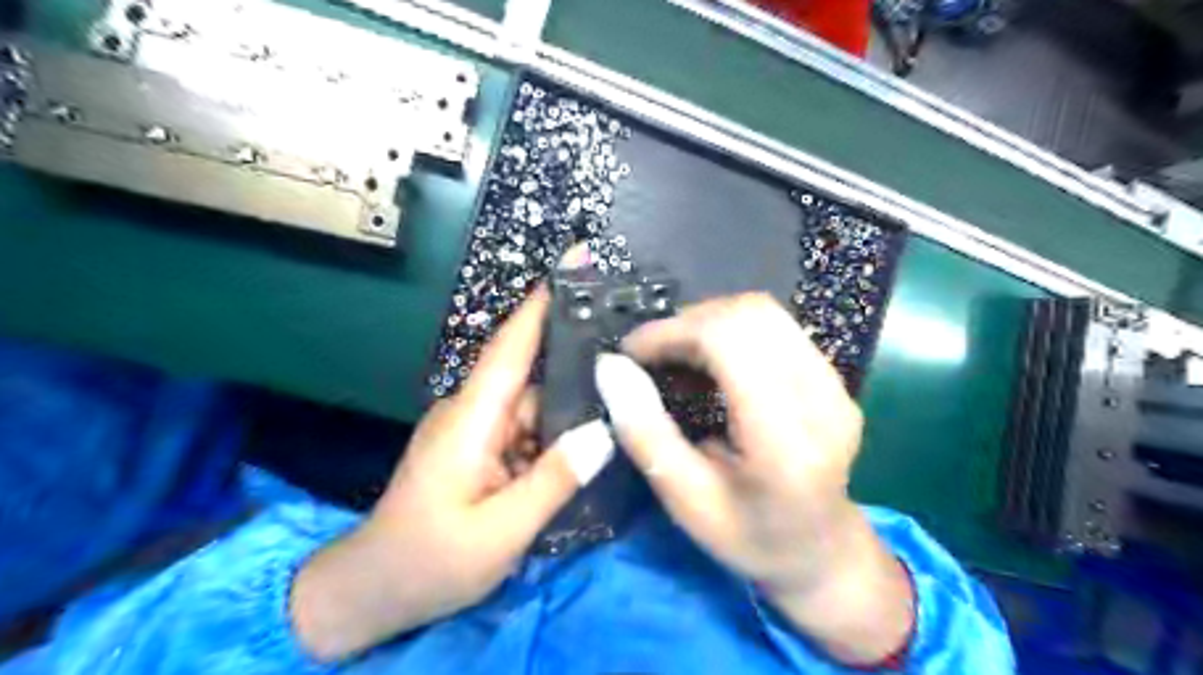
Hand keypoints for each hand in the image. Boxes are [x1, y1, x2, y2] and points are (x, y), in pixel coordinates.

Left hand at [292, 289, 612, 659]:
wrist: (372, 593)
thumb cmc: (429, 561)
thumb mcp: (499, 532)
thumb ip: (553, 480)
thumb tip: (605, 431)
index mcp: (472, 418)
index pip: (511, 346)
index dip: (543, 303)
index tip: (578, 261)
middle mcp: (473, 412)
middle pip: (534, 379)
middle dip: (579, 371)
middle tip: (635, 370)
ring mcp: (475, 431)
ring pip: (535, 409)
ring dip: (570, 415)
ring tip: (622, 417)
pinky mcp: (479, 450)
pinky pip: (525, 432)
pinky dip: (553, 439)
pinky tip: (586, 451)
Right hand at [596, 292, 916, 660]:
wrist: (820, 552)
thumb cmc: (748, 538)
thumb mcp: (685, 501)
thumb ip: (646, 433)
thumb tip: (610, 367)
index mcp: (786, 439)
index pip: (730, 342)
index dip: (673, 332)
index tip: (633, 353)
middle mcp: (822, 400)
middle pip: (751, 314)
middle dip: (688, 322)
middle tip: (653, 355)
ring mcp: (835, 384)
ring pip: (764, 311)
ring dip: (709, 321)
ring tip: (677, 354)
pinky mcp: (834, 378)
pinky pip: (777, 326)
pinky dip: (732, 330)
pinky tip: (711, 361)